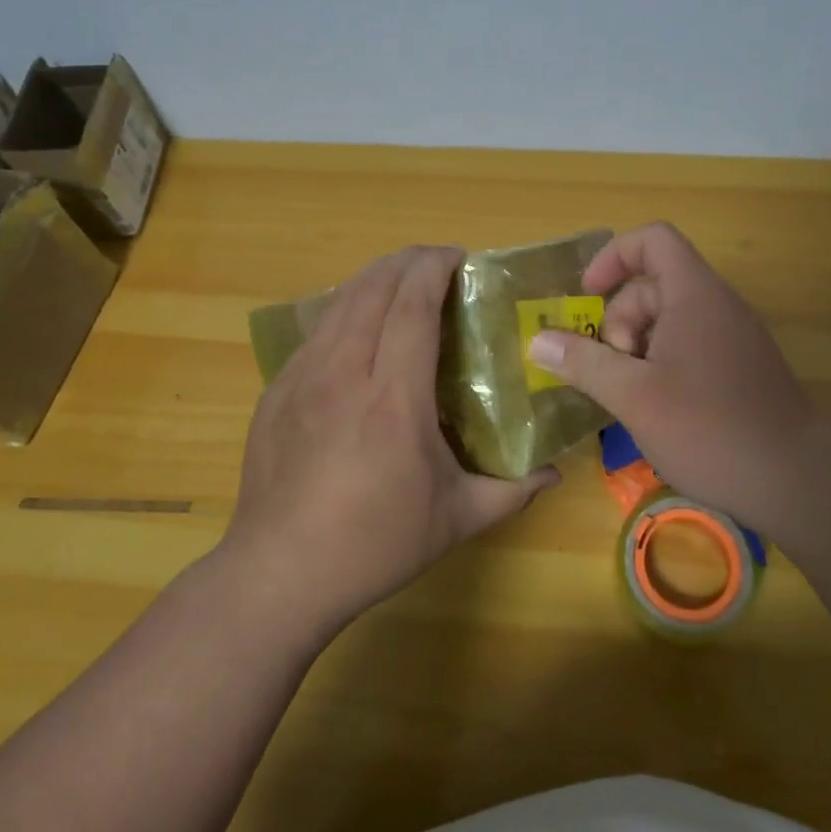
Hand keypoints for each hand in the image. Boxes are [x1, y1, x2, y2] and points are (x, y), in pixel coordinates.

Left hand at [223, 245, 560, 641]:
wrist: (278, 575)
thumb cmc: (374, 544)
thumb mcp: (455, 519)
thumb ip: (512, 491)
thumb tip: (554, 473)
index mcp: (393, 399)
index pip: (412, 306)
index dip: (434, 268)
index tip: (459, 257)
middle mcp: (344, 374)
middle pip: (372, 288)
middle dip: (406, 261)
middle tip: (436, 263)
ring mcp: (302, 378)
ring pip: (338, 302)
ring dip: (373, 278)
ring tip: (400, 280)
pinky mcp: (275, 391)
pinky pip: (315, 332)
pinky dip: (343, 311)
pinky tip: (357, 328)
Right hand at [525, 222, 820, 542]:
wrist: (800, 483)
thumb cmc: (710, 429)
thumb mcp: (634, 396)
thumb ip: (583, 363)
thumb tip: (537, 341)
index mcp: (694, 294)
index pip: (653, 240)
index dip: (614, 256)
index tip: (587, 296)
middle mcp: (717, 306)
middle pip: (653, 285)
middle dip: (619, 321)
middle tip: (613, 371)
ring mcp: (733, 338)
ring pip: (669, 321)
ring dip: (637, 349)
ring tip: (631, 396)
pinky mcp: (741, 369)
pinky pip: (689, 346)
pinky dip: (661, 365)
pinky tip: (656, 409)